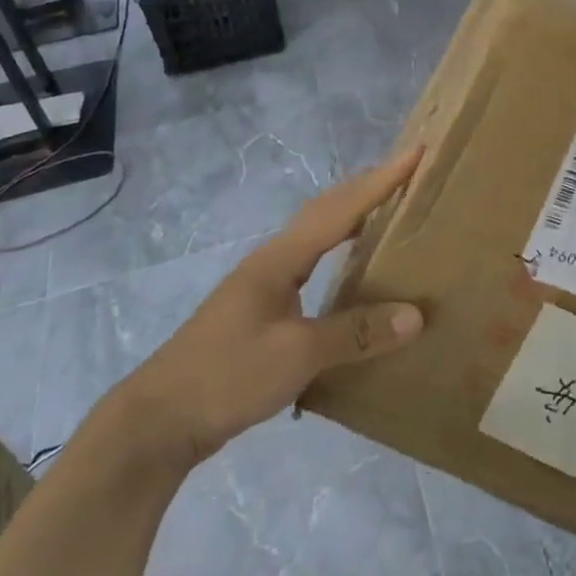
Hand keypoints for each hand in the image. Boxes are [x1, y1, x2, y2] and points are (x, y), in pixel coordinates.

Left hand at [125, 148, 425, 463]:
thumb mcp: (296, 355)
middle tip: (407, 176)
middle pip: (325, 211)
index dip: (380, 181)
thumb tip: (416, 315)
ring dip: (351, 218)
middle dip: (366, 188)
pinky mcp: (262, 311)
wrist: (160, 420)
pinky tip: (350, 274)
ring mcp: (264, 285)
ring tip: (388, 214)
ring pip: (316, 237)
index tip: (415, 154)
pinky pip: (310, 265)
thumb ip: (355, 333)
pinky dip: (337, 253)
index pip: (340, 209)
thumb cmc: (227, 376)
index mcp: (281, 259)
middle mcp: (273, 261)